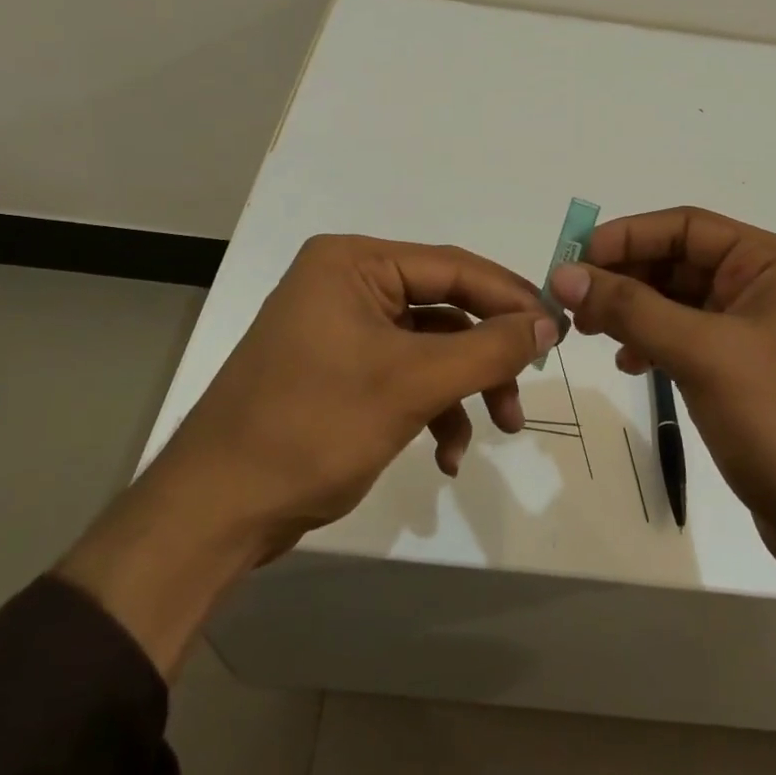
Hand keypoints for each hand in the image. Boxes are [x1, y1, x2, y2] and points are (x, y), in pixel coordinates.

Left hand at [172, 234, 559, 549]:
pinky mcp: (341, 371)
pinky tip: (445, 455)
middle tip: (525, 390)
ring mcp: (342, 329)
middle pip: (445, 308)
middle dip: (487, 355)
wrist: (216, 511)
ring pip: (431, 347)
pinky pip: (405, 376)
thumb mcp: (411, 384)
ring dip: (466, 389)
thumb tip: (549, 322)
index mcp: (353, 263)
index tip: (559, 330)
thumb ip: (488, 348)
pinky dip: (433, 409)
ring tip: (499, 430)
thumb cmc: (313, 428)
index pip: (453, 267)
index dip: (511, 297)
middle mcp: (347, 284)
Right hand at [547, 207, 775, 582]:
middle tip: (571, 301)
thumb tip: (565, 275)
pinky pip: (689, 342)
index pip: (687, 227)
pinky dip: (654, 345)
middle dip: (624, 276)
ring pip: (680, 304)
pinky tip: (629, 364)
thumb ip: (632, 309)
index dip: (626, 236)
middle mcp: (768, 290)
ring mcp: (758, 335)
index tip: (572, 259)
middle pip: (680, 262)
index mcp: (774, 265)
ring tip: (589, 332)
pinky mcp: (747, 377)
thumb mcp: (705, 354)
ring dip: (633, 311)